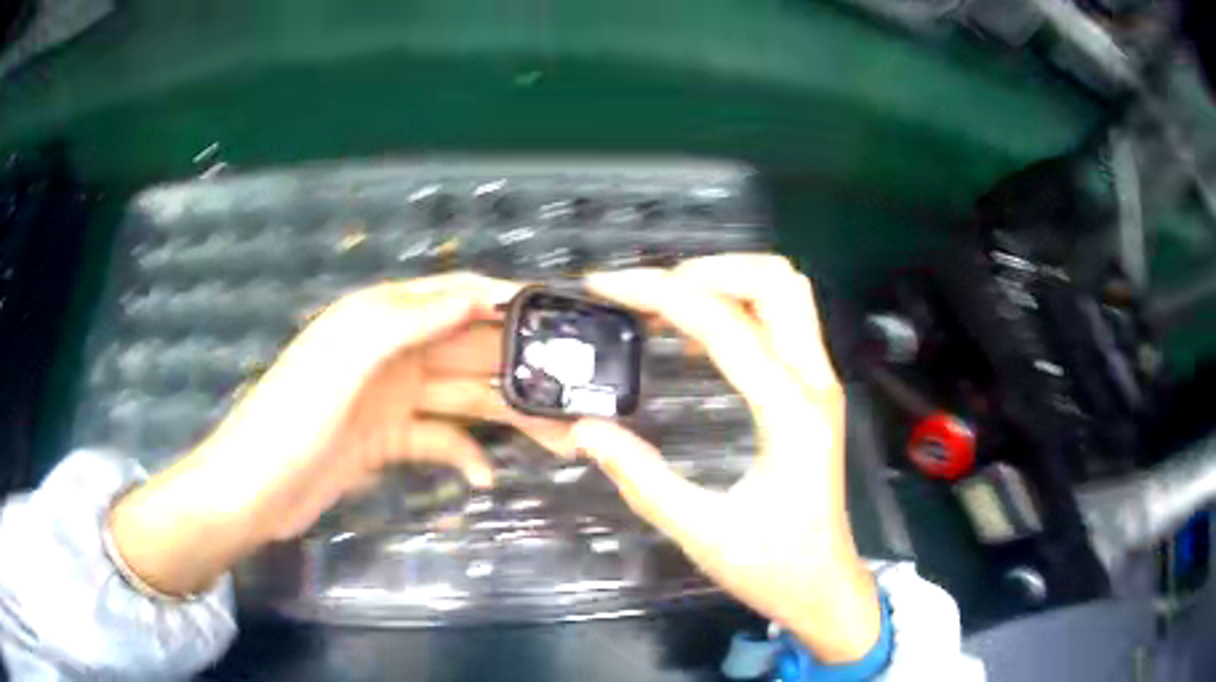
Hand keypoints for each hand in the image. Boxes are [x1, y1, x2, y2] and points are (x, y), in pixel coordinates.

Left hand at [108, 273, 567, 595]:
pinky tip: (484, 478)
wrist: (253, 491)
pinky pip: (438, 439)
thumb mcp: (345, 360)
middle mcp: (390, 352)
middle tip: (572, 395)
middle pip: (466, 350)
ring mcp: (390, 399)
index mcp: (379, 319)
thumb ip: (407, 320)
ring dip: (505, 417)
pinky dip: (463, 455)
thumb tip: (476, 292)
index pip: (453, 296)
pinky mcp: (388, 439)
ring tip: (556, 441)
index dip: (503, 300)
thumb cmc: (293, 418)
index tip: (557, 317)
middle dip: (518, 368)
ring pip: (461, 398)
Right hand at [572, 255, 880, 662]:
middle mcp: (814, 382)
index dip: (659, 292)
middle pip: (776, 280)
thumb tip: (586, 430)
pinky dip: (739, 308)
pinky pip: (784, 322)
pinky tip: (696, 337)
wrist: (825, 586)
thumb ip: (641, 478)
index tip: (605, 286)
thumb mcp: (700, 532)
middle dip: (704, 271)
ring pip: (787, 292)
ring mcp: (820, 382)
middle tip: (647, 295)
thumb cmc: (773, 567)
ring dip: (726, 282)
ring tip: (667, 305)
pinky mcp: (814, 392)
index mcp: (790, 412)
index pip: (724, 323)